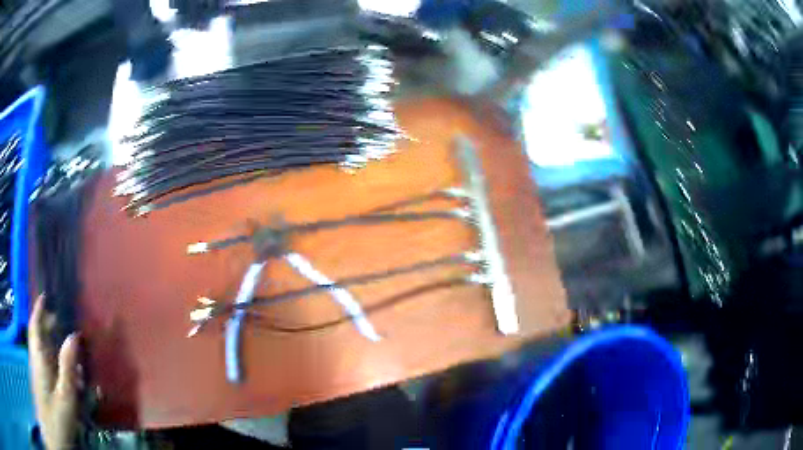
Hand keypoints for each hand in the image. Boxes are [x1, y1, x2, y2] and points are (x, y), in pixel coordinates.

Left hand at [28, 295, 82, 449]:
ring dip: (54, 347)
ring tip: (71, 351)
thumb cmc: (56, 416)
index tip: (45, 296)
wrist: (54, 434)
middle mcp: (37, 360)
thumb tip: (73, 336)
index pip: (35, 326)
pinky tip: (71, 378)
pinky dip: (57, 364)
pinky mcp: (44, 386)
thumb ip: (67, 366)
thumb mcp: (65, 395)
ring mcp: (40, 374)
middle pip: (39, 337)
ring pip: (44, 352)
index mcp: (39, 357)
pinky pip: (49, 367)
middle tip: (62, 321)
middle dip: (48, 326)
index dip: (39, 310)